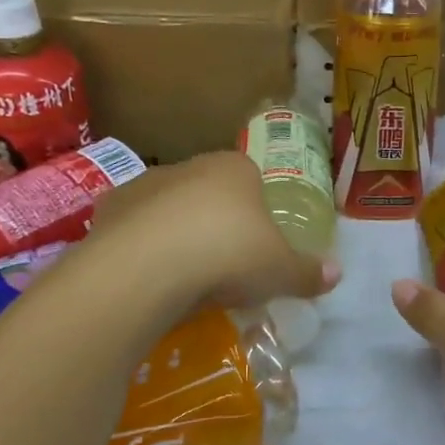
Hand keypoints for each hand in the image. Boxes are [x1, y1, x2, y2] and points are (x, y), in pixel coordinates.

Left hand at [91, 151, 340, 313]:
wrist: (147, 268)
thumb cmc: (228, 256)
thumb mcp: (280, 272)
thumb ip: (308, 272)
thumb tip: (337, 274)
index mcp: (235, 169)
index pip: (252, 179)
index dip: (257, 211)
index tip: (257, 246)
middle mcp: (188, 166)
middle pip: (208, 192)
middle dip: (215, 222)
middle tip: (223, 266)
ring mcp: (143, 185)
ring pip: (168, 208)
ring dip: (175, 234)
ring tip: (183, 277)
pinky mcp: (107, 211)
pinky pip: (132, 229)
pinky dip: (140, 248)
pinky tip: (147, 277)